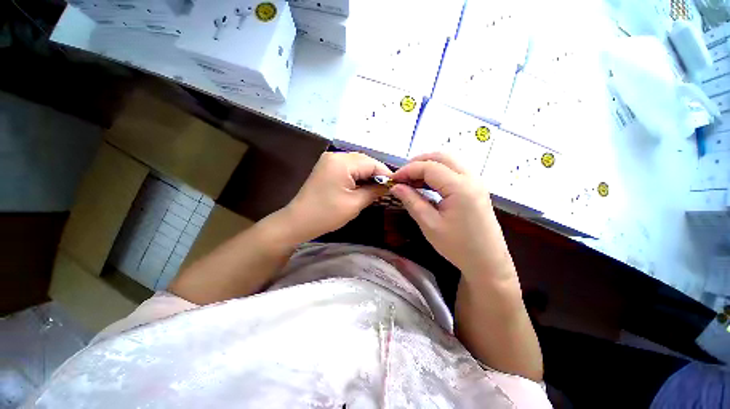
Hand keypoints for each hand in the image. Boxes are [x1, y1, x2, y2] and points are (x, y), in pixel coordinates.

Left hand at [284, 152, 391, 241]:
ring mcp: (329, 160)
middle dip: (377, 174)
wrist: (298, 221)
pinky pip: (348, 168)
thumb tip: (388, 185)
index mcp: (342, 162)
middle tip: (388, 188)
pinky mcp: (327, 167)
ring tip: (378, 188)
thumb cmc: (327, 214)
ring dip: (368, 175)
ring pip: (357, 164)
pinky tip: (364, 186)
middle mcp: (335, 155)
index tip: (396, 186)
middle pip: (364, 161)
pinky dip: (358, 176)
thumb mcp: (355, 203)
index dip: (386, 174)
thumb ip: (374, 191)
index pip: (372, 163)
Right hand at [390, 153, 515, 279]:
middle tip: (402, 176)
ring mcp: (476, 182)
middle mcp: (471, 178)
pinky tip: (427, 185)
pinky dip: (438, 173)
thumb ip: (412, 201)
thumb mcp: (429, 224)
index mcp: (460, 187)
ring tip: (412, 180)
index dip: (408, 170)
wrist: (488, 262)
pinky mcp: (476, 189)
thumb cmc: (458, 246)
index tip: (393, 179)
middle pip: (441, 157)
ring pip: (449, 162)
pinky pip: (455, 171)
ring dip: (428, 166)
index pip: (429, 167)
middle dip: (418, 162)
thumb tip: (395, 187)